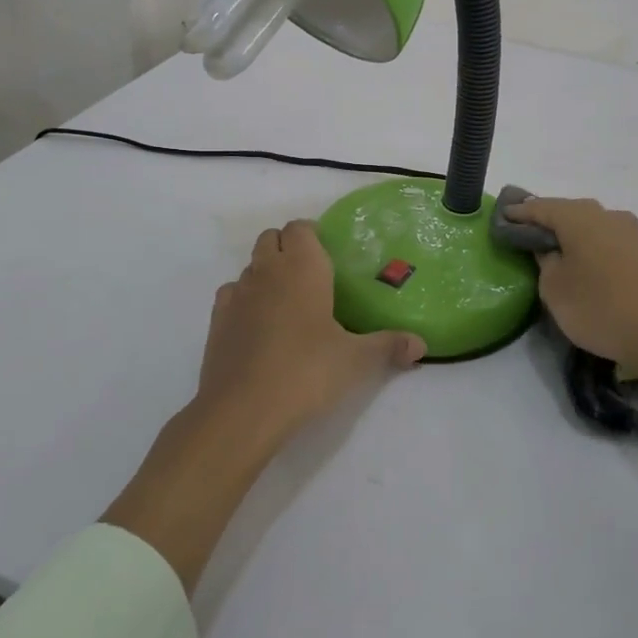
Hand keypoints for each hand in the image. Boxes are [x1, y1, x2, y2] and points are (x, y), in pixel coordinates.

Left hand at [102, 220, 424, 592]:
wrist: (243, 410)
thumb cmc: (307, 371)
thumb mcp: (357, 360)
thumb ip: (389, 346)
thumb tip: (421, 345)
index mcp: (302, 266)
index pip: (301, 228)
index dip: (313, 236)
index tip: (330, 257)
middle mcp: (266, 270)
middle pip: (271, 238)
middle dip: (288, 248)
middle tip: (312, 278)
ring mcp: (236, 294)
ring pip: (250, 266)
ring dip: (266, 274)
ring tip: (288, 304)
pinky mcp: (216, 321)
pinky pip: (232, 294)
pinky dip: (245, 300)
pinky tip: (260, 326)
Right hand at [502, 197, 637, 371]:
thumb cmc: (600, 308)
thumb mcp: (555, 289)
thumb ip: (545, 262)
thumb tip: (550, 249)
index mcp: (580, 217)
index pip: (541, 207)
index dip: (519, 212)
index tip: (502, 217)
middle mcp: (607, 215)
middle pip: (569, 211)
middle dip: (547, 220)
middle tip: (526, 233)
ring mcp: (632, 232)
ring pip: (592, 225)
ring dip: (572, 233)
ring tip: (555, 250)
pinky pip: (608, 240)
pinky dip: (591, 246)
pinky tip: (585, 262)